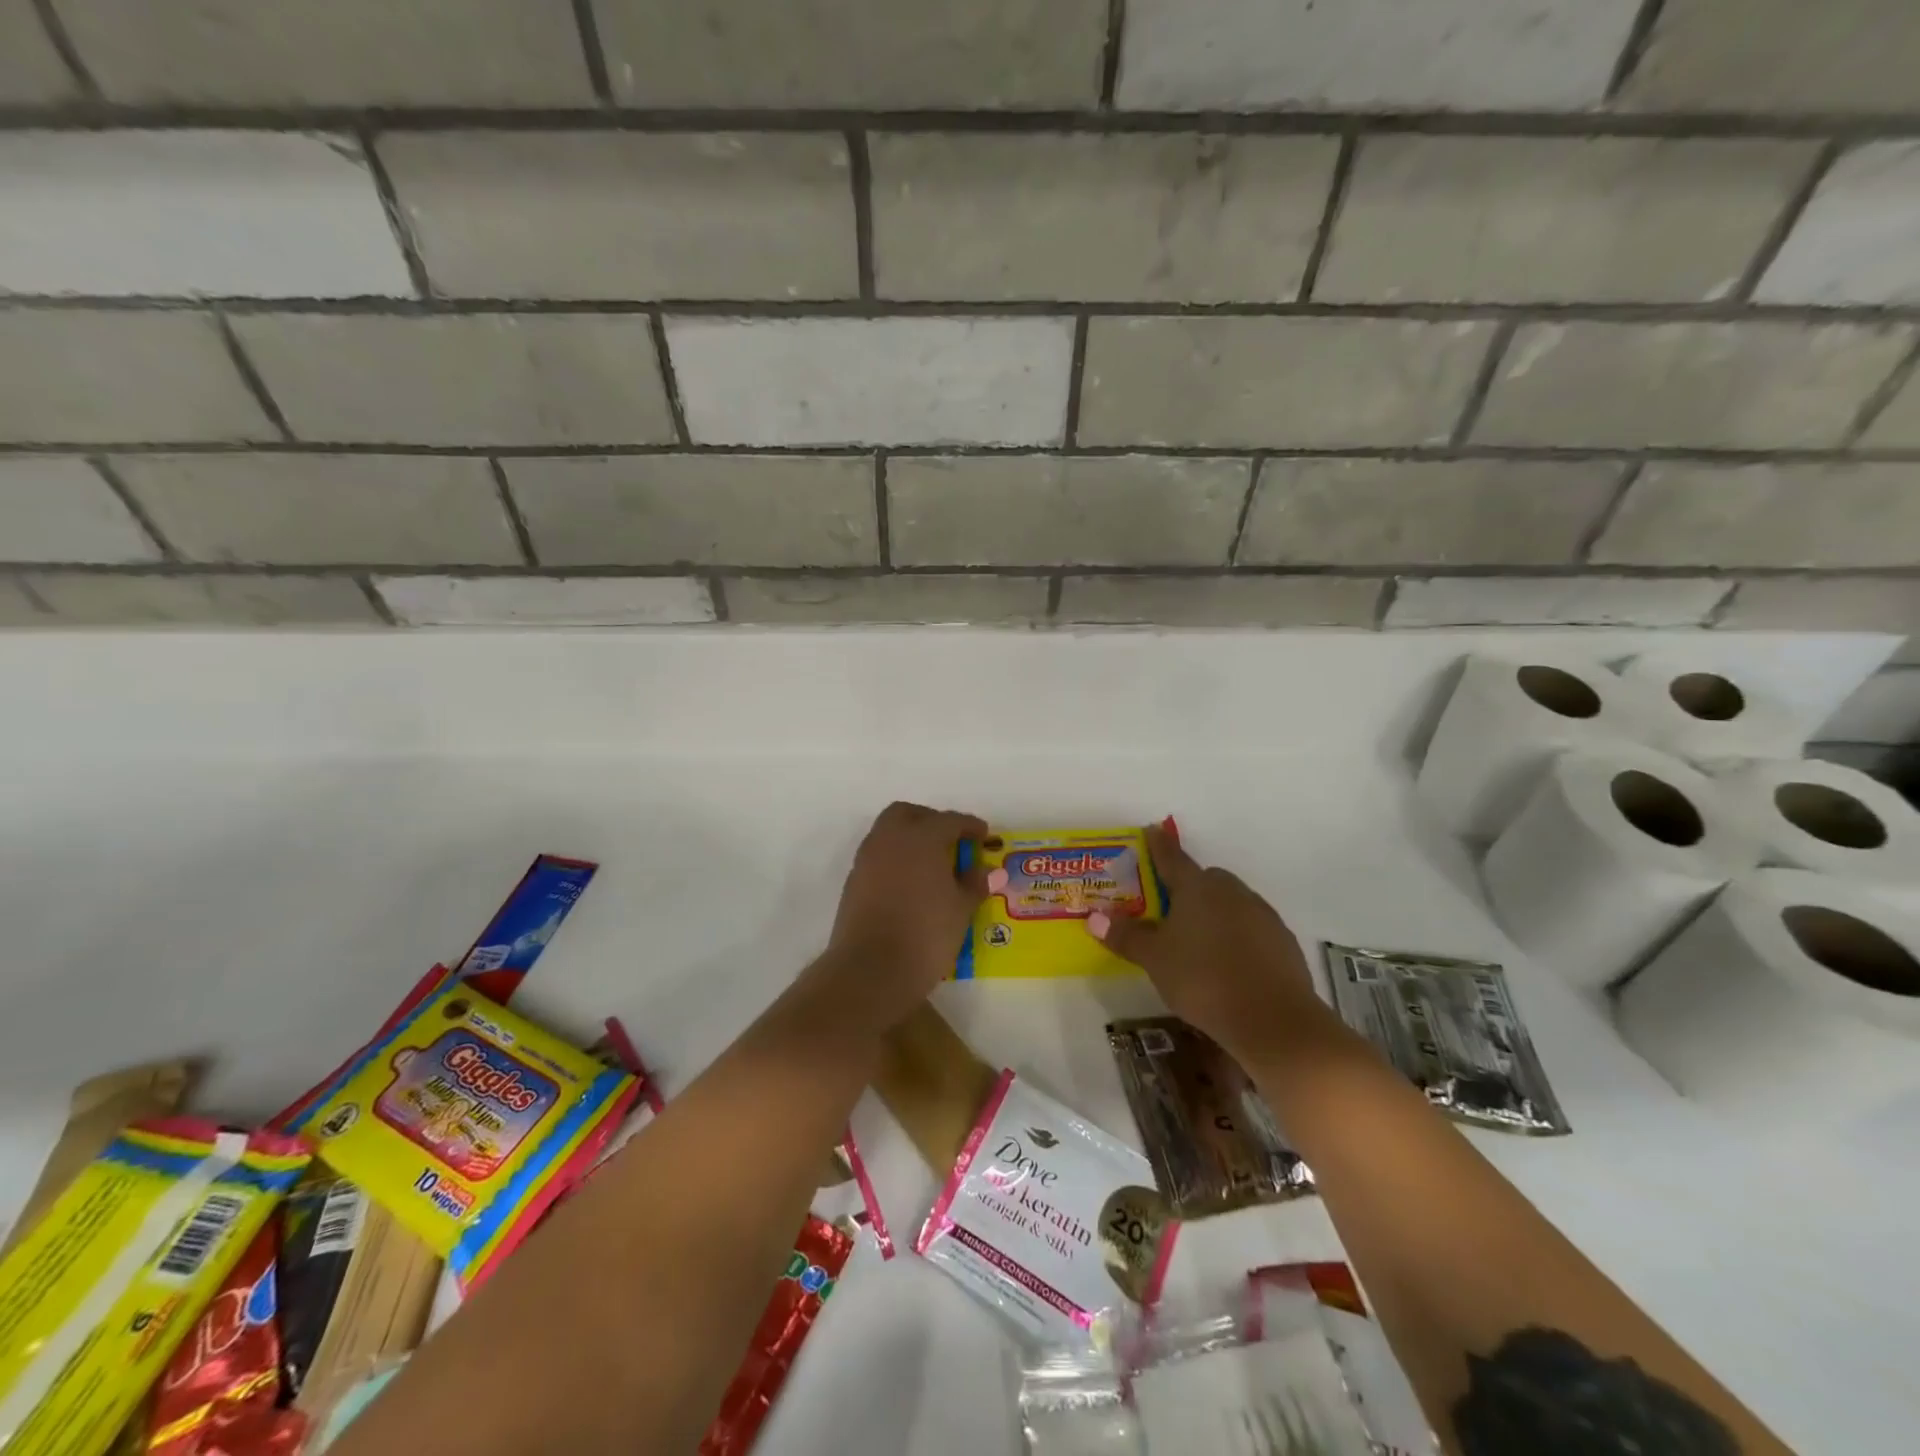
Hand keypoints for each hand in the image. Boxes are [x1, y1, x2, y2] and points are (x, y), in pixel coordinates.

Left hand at [810, 802, 987, 1032]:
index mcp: (921, 838)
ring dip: (909, 839)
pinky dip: (895, 859)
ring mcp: (867, 860)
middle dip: (931, 820)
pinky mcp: (853, 882)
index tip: (983, 835)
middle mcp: (890, 840)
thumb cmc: (925, 935)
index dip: (969, 825)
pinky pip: (878, 856)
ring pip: (888, 833)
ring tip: (932, 864)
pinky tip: (910, 883)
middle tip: (951, 841)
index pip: (949, 821)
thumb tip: (986, 870)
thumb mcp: (961, 909)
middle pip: (908, 814)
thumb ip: (974, 884)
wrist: (870, 971)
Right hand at [1088, 826, 1323, 1060]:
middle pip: (1206, 880)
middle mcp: (1231, 892)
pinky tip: (1229, 965)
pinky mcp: (1283, 942)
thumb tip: (1095, 918)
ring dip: (1215, 914)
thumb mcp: (1155, 959)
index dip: (1160, 846)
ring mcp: (1262, 915)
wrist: (1274, 1020)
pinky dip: (1238, 937)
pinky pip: (1252, 929)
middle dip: (1189, 888)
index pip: (1172, 858)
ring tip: (1198, 944)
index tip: (1153, 831)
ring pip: (1231, 904)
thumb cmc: (1203, 979)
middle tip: (1170, 911)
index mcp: (1197, 888)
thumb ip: (1126, 936)